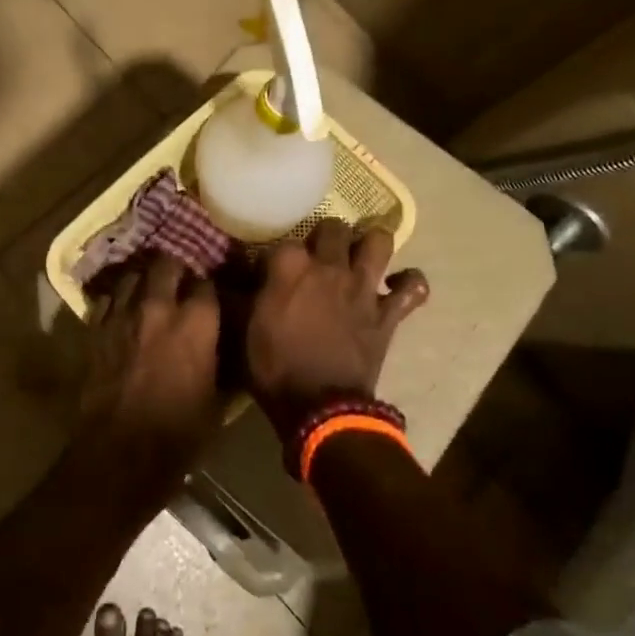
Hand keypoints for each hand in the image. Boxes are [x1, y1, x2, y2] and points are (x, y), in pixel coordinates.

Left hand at [82, 253, 223, 460]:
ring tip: (148, 289)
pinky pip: (106, 299)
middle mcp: (160, 306)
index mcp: (197, 321)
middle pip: (167, 264)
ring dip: (143, 279)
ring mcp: (123, 314)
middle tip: (179, 283)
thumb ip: (223, 362)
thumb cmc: (180, 432)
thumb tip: (229, 347)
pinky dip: (116, 299)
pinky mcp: (96, 328)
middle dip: (175, 270)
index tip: (210, 295)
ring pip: (132, 275)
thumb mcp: (219, 399)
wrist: (121, 452)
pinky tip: (122, 310)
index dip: (209, 287)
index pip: (206, 283)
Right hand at [245, 221, 429, 438]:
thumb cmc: (275, 369)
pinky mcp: (388, 313)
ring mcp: (364, 287)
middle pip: (334, 227)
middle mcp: (330, 267)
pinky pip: (413, 287)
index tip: (269, 274)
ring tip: (360, 256)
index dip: (276, 257)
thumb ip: (235, 298)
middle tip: (317, 255)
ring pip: (379, 241)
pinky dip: (409, 283)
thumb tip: (221, 278)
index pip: (283, 242)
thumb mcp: (241, 332)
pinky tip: (397, 285)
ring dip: (371, 244)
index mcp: (290, 268)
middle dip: (326, 236)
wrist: (321, 408)